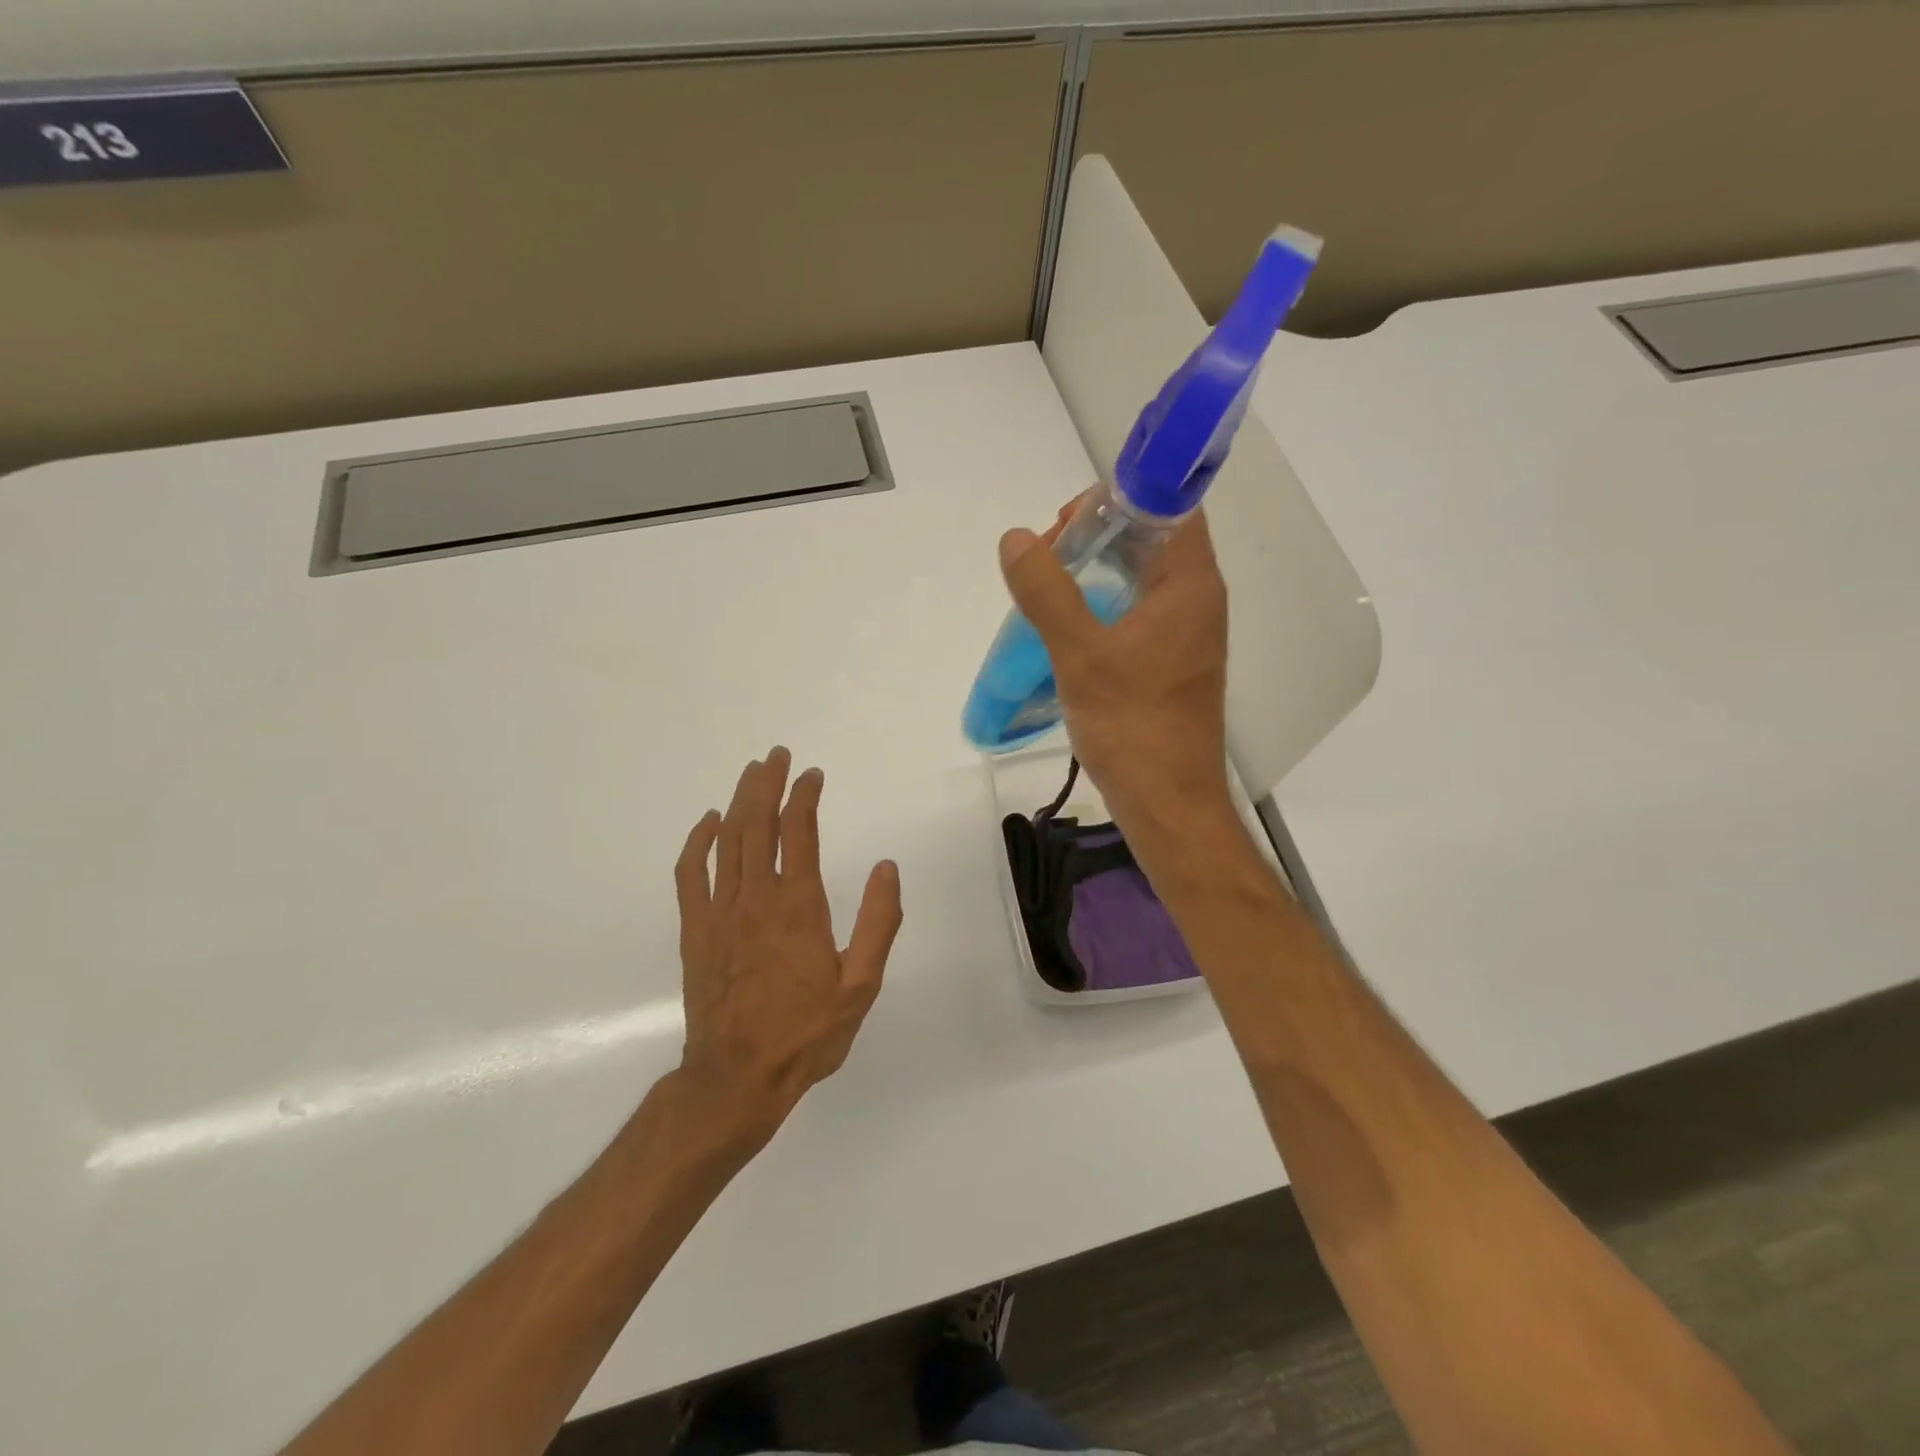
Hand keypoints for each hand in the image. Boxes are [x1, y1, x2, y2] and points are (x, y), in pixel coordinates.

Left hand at [673, 747, 902, 1149]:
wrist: (736, 1077)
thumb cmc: (805, 1033)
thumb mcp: (860, 986)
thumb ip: (877, 923)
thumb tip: (886, 868)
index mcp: (798, 907)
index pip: (799, 832)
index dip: (805, 796)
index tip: (813, 775)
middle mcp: (756, 897)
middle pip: (758, 824)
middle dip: (768, 783)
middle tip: (777, 755)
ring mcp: (720, 911)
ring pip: (728, 840)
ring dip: (740, 801)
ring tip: (752, 772)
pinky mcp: (695, 930)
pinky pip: (691, 873)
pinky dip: (698, 842)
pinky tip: (709, 822)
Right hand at [999, 500, 1234, 844]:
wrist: (1169, 804)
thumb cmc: (1134, 728)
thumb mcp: (1081, 656)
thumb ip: (1047, 593)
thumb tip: (1016, 538)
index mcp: (1188, 585)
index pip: (1168, 508)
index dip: (1118, 500)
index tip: (1067, 523)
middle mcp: (1194, 600)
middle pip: (1149, 539)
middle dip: (1095, 535)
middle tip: (1044, 558)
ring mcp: (1182, 634)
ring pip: (1138, 577)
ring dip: (1094, 572)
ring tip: (1045, 587)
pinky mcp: (1168, 663)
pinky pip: (1134, 612)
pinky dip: (1100, 605)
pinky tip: (1064, 626)